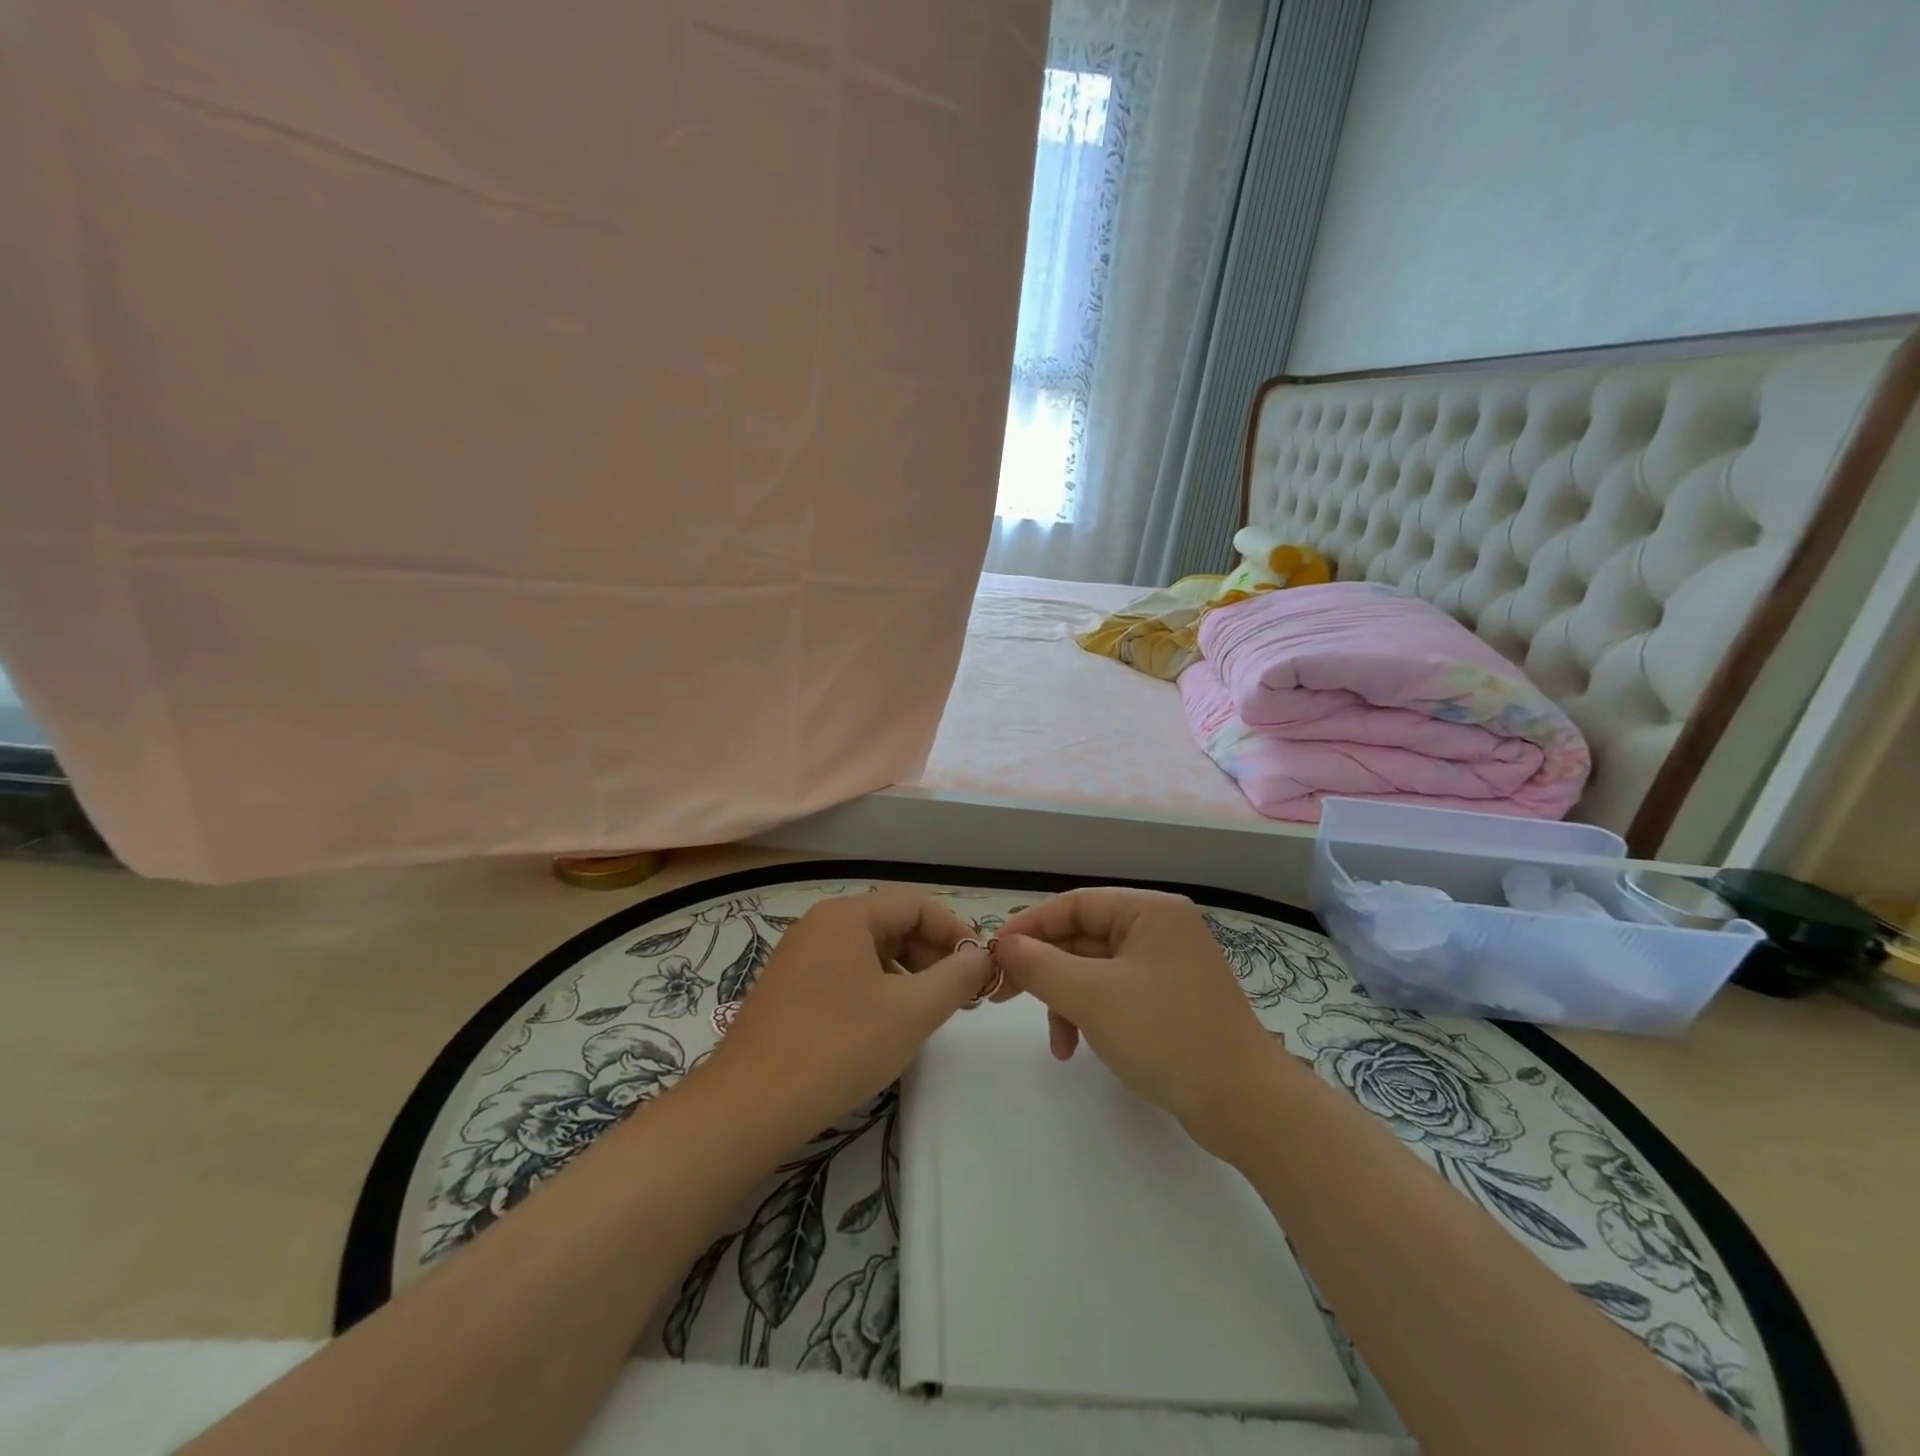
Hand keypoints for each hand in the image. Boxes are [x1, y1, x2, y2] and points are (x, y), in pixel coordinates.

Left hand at [699, 889, 994, 1140]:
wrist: (747, 1108)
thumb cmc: (838, 1048)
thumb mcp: (911, 1012)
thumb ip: (955, 976)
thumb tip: (981, 955)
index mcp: (846, 916)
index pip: (915, 903)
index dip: (954, 930)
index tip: (979, 966)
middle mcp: (819, 925)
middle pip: (891, 923)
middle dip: (931, 954)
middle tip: (959, 995)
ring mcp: (798, 957)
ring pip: (868, 951)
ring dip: (906, 974)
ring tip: (927, 1013)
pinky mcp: (787, 990)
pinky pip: (845, 973)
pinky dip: (876, 989)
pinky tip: (886, 1026)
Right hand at [994, 888, 1282, 1151]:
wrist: (1245, 1105)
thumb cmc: (1166, 1035)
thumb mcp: (1092, 996)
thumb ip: (1040, 966)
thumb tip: (1003, 947)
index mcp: (1149, 911)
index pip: (1074, 903)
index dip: (1029, 926)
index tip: (993, 954)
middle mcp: (1160, 929)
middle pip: (1083, 936)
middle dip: (1045, 969)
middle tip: (1003, 993)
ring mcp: (1167, 966)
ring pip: (1095, 969)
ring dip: (1066, 999)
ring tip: (1056, 1041)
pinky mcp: (1169, 1000)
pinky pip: (1114, 993)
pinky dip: (1090, 1014)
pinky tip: (1077, 1047)